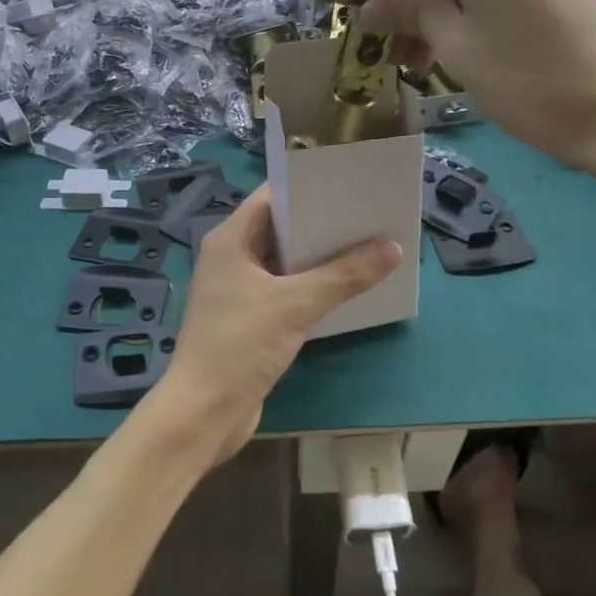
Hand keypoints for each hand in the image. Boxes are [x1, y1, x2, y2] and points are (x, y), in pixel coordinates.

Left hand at [156, 187, 400, 464]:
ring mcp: (238, 290)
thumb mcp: (296, 305)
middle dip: (322, 223)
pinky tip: (346, 287)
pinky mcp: (249, 319)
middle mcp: (231, 257)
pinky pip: (285, 290)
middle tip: (368, 214)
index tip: (349, 182)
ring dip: (320, 257)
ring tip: (367, 245)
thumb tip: (392, 248)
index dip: (309, 186)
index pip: (272, 197)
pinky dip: (311, 286)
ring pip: (285, 262)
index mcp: (230, 240)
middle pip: (281, 228)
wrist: (203, 414)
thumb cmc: (240, 345)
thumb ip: (344, 275)